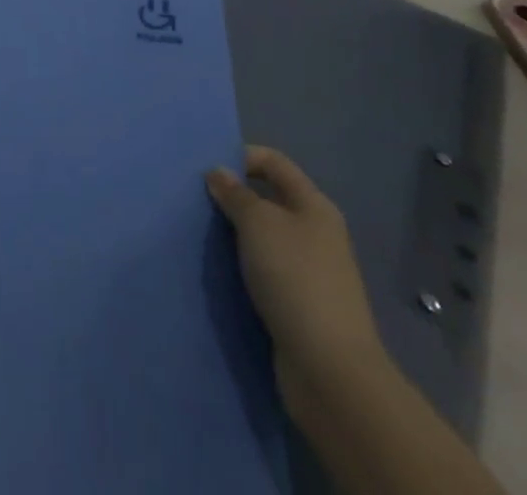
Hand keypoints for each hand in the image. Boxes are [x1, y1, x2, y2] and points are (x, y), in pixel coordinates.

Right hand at [206, 148, 387, 409]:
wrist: (329, 370)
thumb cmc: (295, 278)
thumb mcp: (258, 223)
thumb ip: (235, 194)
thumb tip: (219, 173)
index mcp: (313, 205)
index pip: (274, 162)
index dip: (241, 156)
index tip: (206, 170)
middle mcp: (315, 232)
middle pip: (269, 199)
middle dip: (234, 197)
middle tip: (197, 202)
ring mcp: (310, 271)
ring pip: (264, 237)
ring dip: (235, 234)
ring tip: (203, 235)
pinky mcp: (300, 304)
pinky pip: (265, 270)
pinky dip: (243, 266)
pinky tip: (221, 270)